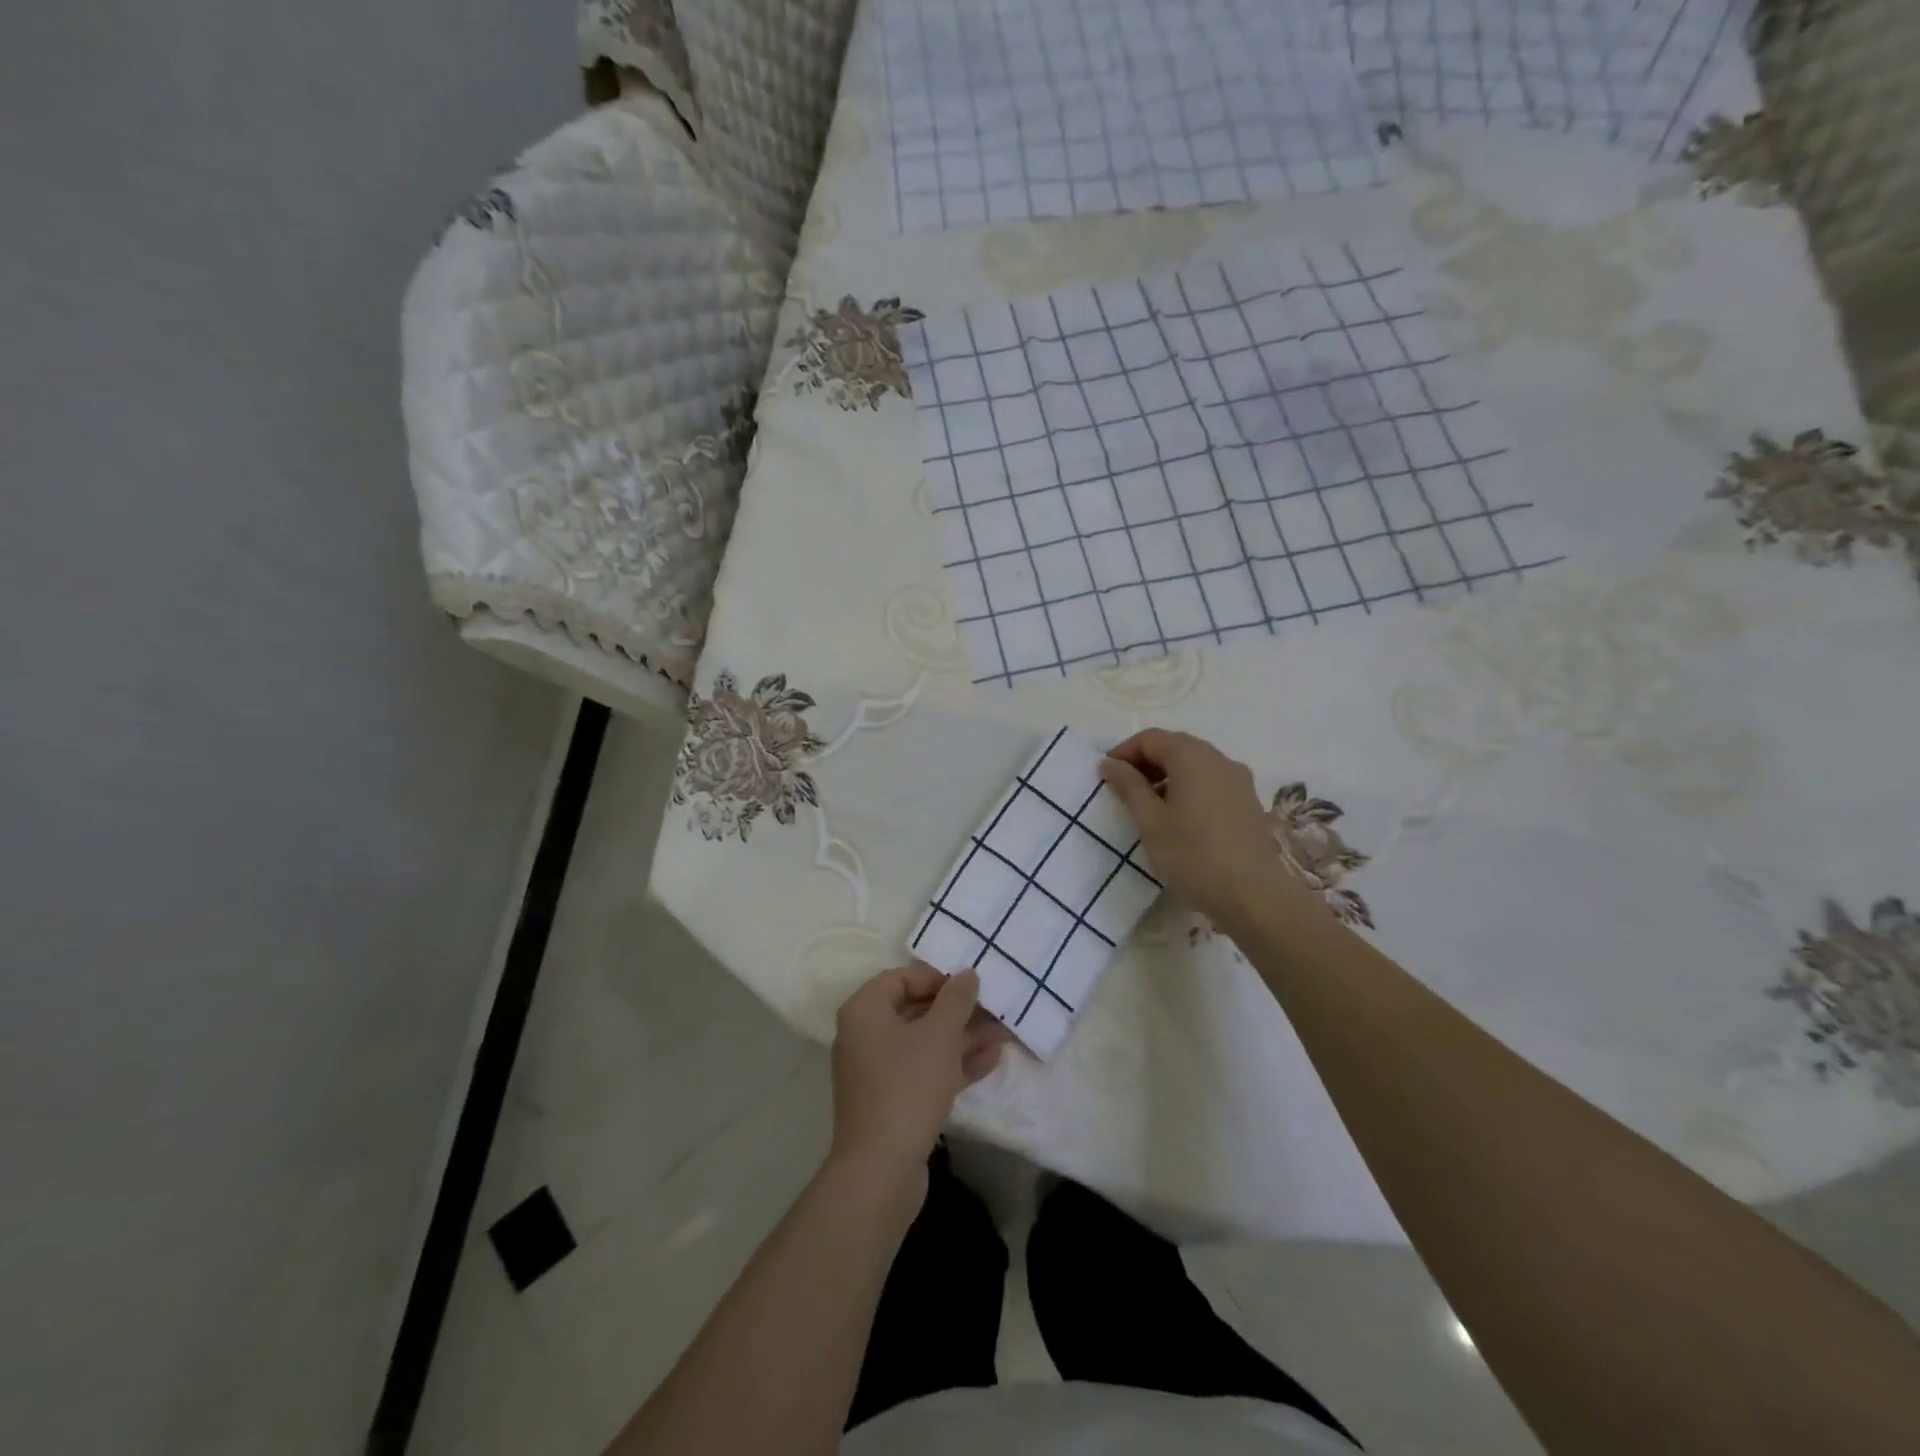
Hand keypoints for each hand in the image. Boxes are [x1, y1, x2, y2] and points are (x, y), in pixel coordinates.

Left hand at [829, 965, 1010, 1189]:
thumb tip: (967, 974)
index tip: (968, 987)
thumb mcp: (939, 1035)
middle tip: (993, 1008)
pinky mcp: (891, 1101)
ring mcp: (877, 1071)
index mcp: (864, 1011)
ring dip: (962, 1037)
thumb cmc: (907, 1086)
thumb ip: (956, 999)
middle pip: (915, 1010)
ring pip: (924, 1043)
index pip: (900, 978)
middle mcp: (864, 1036)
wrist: (880, 1169)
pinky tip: (991, 1059)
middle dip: (957, 1011)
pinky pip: (924, 1070)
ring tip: (1003, 1032)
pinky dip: (953, 1064)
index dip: (936, 978)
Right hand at [1099, 728, 1305, 934]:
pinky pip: (1212, 782)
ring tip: (1148, 806)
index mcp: (1192, 757)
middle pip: (1175, 747)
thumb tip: (1110, 763)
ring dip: (1167, 776)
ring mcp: (1239, 780)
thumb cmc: (1194, 855)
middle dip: (1146, 762)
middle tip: (1123, 789)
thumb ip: (1129, 787)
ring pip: (1195, 765)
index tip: (1106, 775)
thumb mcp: (1151, 821)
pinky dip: (1189, 788)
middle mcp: (1219, 759)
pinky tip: (1179, 818)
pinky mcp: (1249, 802)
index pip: (1151, 738)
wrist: (1254, 896)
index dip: (1124, 752)